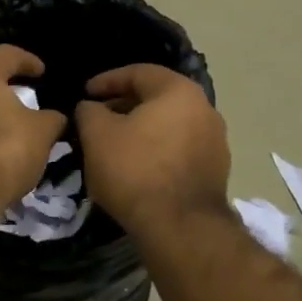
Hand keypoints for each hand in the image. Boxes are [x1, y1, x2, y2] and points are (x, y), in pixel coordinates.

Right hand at [73, 65, 230, 234]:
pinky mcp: (216, 171)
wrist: (181, 227)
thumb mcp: (97, 135)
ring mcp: (215, 141)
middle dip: (124, 105)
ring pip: (170, 125)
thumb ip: (89, 111)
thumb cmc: (135, 170)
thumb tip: (91, 107)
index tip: (85, 93)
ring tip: (115, 145)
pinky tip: (138, 168)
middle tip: (98, 118)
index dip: (107, 80)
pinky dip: (157, 150)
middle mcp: (204, 109)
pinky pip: (180, 149)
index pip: (138, 73)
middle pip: (157, 98)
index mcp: (179, 91)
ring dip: (142, 129)